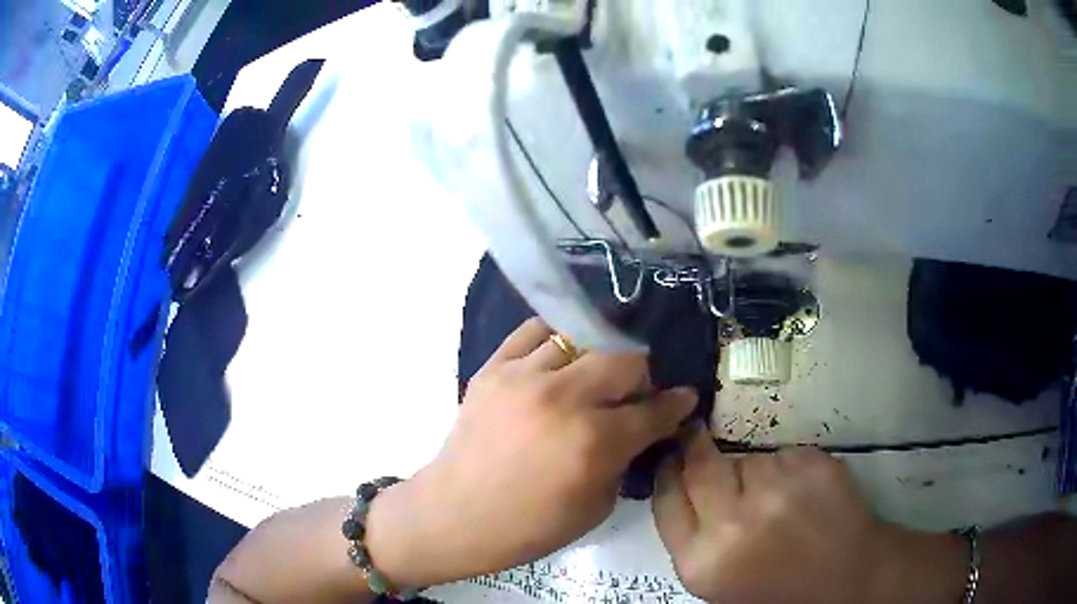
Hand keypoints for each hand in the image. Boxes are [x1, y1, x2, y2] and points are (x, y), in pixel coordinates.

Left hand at [368, 318, 697, 587]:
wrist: (455, 514)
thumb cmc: (528, 526)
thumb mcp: (595, 507)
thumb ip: (625, 460)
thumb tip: (643, 428)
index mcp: (594, 442)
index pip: (654, 410)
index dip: (677, 404)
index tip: (685, 398)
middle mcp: (563, 399)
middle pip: (625, 360)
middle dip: (641, 376)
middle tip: (634, 394)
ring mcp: (523, 377)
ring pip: (582, 339)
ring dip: (599, 358)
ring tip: (593, 377)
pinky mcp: (492, 368)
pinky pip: (533, 331)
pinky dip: (555, 340)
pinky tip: (559, 359)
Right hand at [653, 428, 948, 603]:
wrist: (848, 578)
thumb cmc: (778, 588)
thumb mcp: (719, 580)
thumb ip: (694, 537)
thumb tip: (680, 481)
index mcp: (703, 562)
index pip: (667, 500)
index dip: (667, 471)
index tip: (670, 454)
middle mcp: (733, 525)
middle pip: (700, 465)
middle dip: (696, 448)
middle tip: (698, 436)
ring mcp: (778, 492)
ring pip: (749, 460)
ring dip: (754, 472)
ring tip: (779, 501)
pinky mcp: (812, 466)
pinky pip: (784, 454)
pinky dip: (788, 469)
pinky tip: (804, 495)